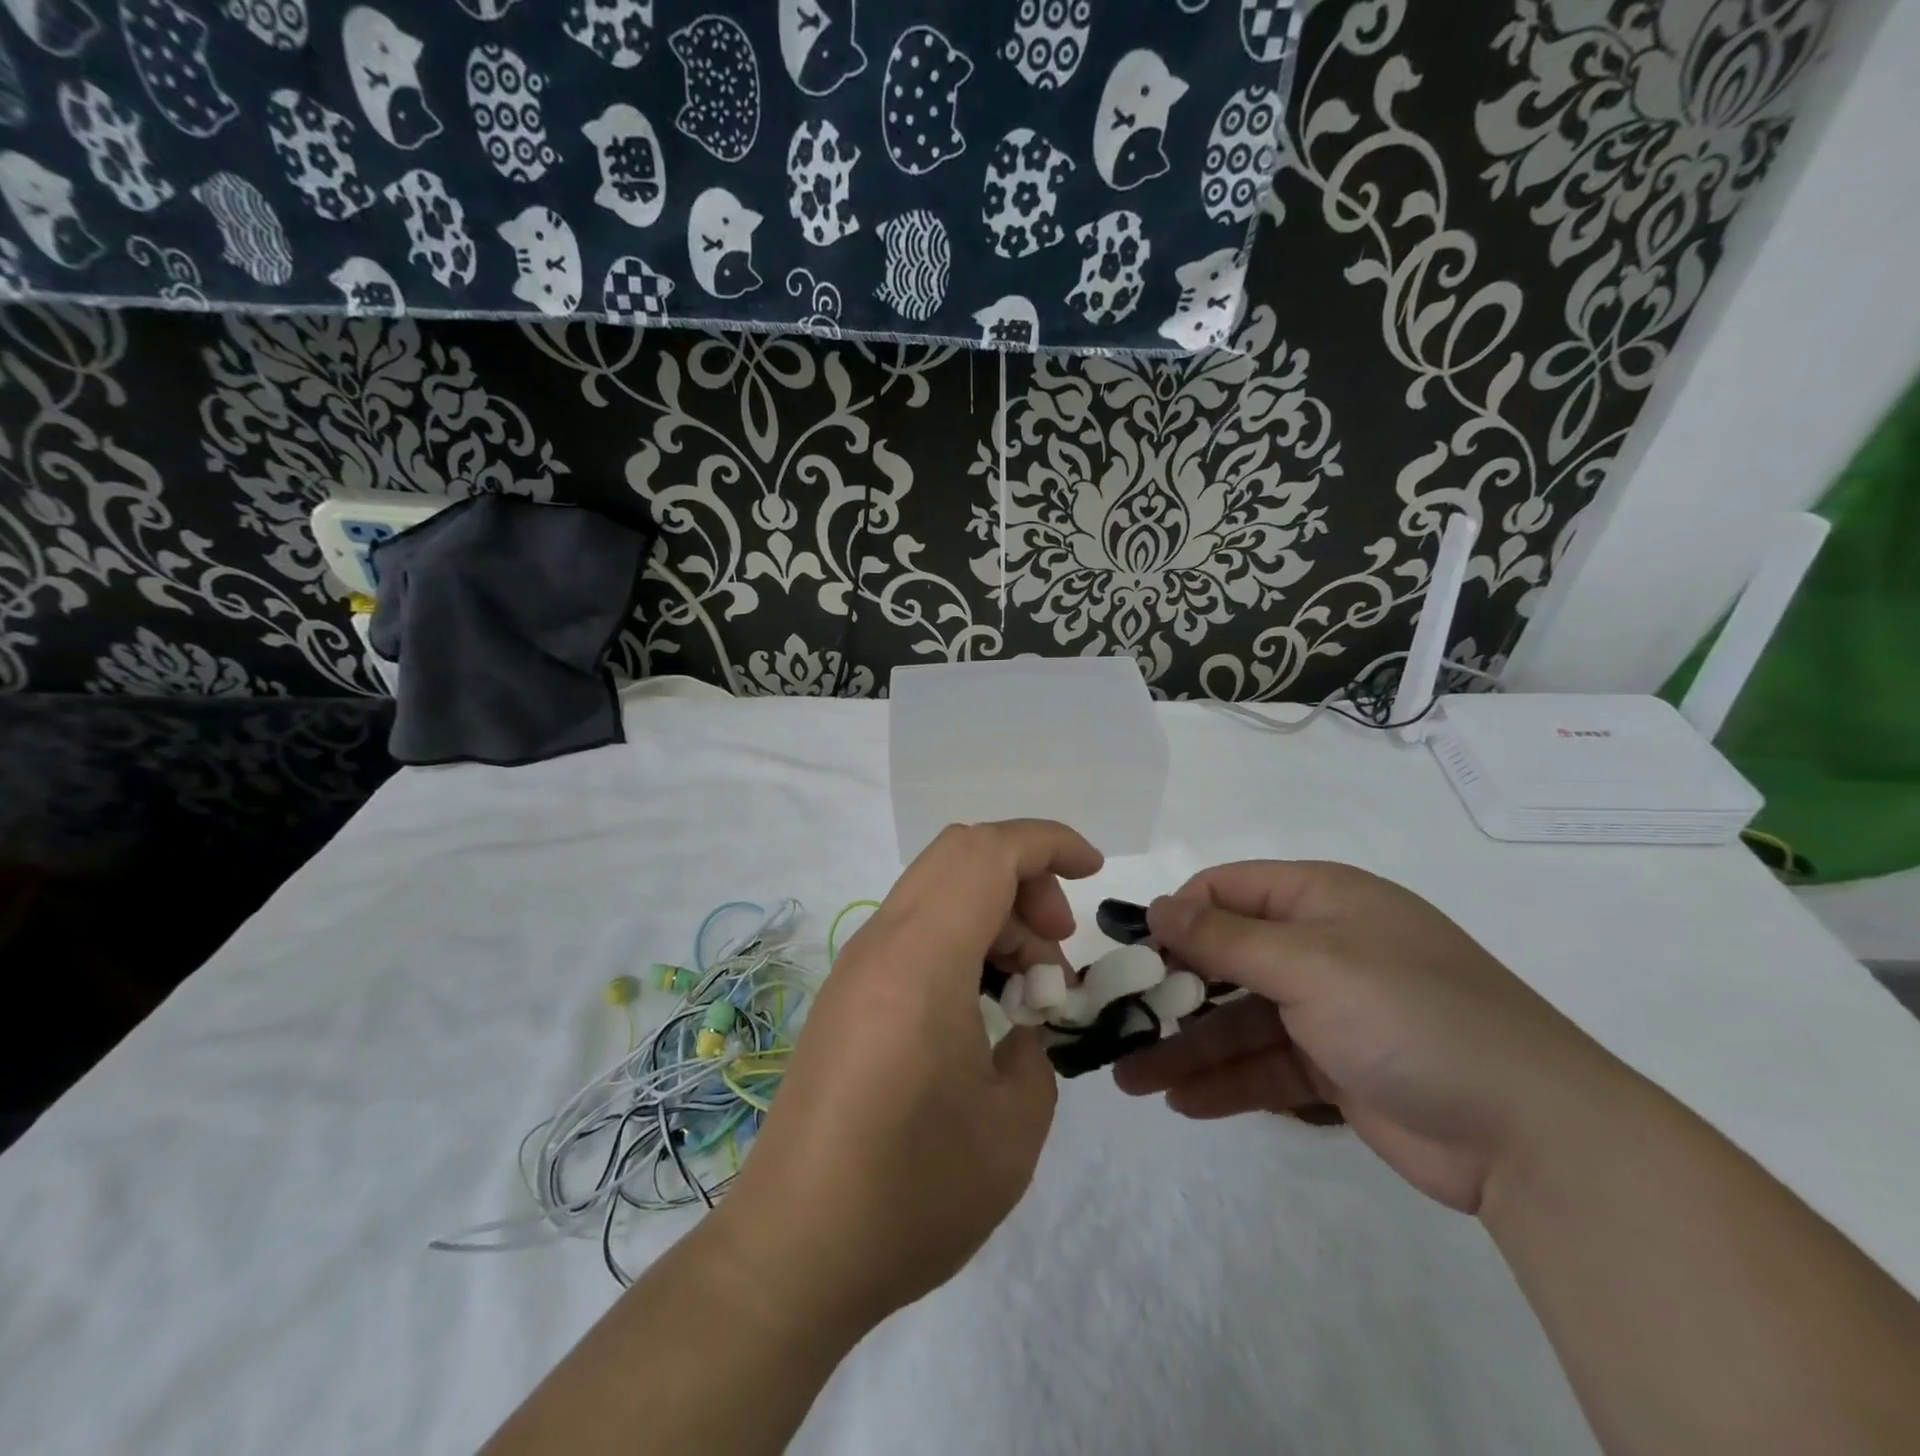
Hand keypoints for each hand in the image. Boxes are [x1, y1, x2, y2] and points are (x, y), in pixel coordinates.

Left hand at [713, 820, 1102, 1331]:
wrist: (793, 1252)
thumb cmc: (910, 1193)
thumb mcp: (1013, 1128)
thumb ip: (1037, 1053)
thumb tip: (1023, 1027)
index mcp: (921, 959)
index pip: (988, 852)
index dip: (1049, 844)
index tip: (1094, 873)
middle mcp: (881, 944)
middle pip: (959, 854)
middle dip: (1024, 878)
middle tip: (1054, 950)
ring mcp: (856, 967)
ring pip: (936, 889)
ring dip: (993, 913)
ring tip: (1026, 991)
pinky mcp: (846, 996)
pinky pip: (913, 930)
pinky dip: (960, 939)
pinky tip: (981, 1008)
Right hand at [1114, 861, 1626, 1213]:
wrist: (1534, 1135)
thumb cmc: (1410, 1015)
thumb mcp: (1310, 964)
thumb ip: (1225, 938)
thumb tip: (1156, 908)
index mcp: (1322, 901)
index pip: (1228, 890)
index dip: (1178, 915)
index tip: (1133, 953)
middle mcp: (1322, 947)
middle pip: (1226, 959)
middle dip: (1171, 991)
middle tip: (1114, 1020)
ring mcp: (1330, 1011)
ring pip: (1239, 1021)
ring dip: (1187, 1047)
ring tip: (1130, 1078)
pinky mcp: (1338, 1069)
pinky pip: (1266, 1067)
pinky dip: (1227, 1083)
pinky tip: (1182, 1103)